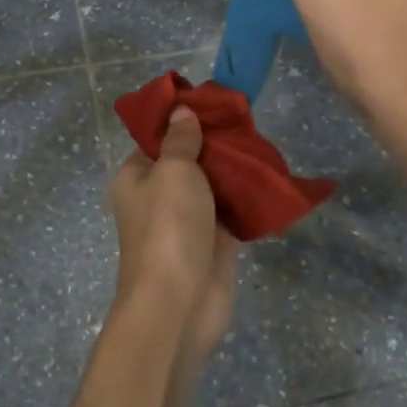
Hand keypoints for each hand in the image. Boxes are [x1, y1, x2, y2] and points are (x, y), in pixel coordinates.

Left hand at [108, 106, 238, 365]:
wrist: (179, 303)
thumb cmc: (168, 226)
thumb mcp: (173, 170)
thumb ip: (181, 140)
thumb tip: (180, 111)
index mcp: (136, 177)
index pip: (157, 138)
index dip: (182, 119)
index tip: (214, 103)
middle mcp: (159, 196)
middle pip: (189, 160)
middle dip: (215, 143)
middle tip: (247, 121)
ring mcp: (187, 221)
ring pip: (213, 186)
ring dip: (235, 170)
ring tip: (264, 144)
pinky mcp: (214, 243)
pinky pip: (232, 212)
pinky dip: (247, 199)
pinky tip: (270, 179)